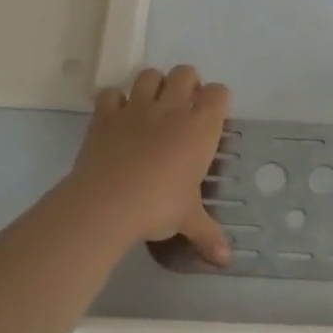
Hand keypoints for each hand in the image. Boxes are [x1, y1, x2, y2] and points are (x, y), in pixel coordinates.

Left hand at [68, 66, 230, 262]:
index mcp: (200, 128)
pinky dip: (114, 101)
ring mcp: (136, 107)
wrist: (107, 203)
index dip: (217, 100)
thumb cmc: (159, 206)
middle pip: (185, 73)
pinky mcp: (106, 114)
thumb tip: (226, 260)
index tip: (212, 115)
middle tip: (184, 108)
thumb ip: (209, 235)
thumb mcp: (188, 220)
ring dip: (153, 85)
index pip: (219, 94)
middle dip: (188, 83)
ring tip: (152, 107)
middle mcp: (171, 109)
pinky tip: (116, 116)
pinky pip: (110, 93)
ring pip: (149, 75)